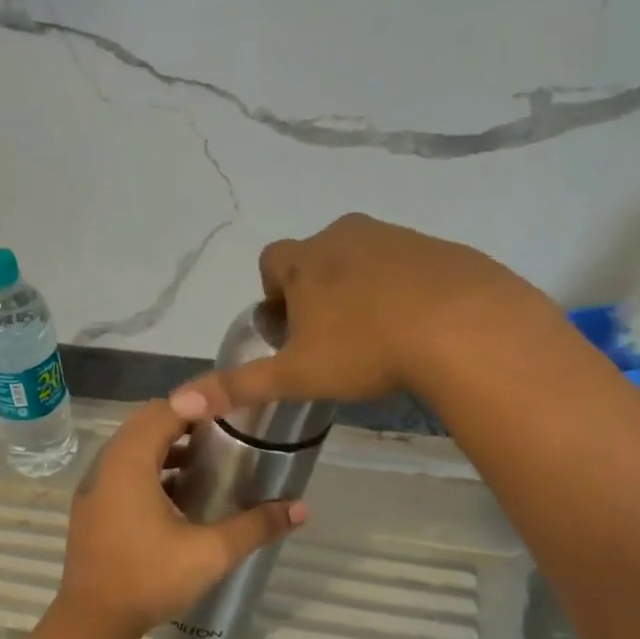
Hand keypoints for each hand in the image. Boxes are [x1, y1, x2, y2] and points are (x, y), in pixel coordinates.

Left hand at [53, 400, 306, 638]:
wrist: (93, 622)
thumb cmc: (149, 578)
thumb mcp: (210, 553)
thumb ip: (255, 526)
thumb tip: (301, 508)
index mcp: (130, 462)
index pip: (165, 410)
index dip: (199, 403)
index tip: (232, 408)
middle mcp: (106, 464)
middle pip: (146, 423)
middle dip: (184, 420)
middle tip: (223, 431)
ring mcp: (94, 486)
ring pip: (132, 447)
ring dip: (165, 445)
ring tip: (206, 459)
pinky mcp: (92, 507)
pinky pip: (122, 470)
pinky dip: (150, 468)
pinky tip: (178, 494)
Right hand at [167, 213, 549, 418]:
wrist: (462, 326)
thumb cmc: (364, 349)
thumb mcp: (295, 375)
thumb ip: (237, 386)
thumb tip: (177, 403)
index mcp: (306, 260)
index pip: (272, 261)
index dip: (274, 293)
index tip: (292, 329)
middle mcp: (345, 235)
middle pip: (317, 257)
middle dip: (317, 290)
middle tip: (333, 339)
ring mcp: (395, 237)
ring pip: (363, 258)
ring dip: (360, 287)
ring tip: (376, 335)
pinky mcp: (438, 248)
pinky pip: (407, 264)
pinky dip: (403, 287)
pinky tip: (417, 325)